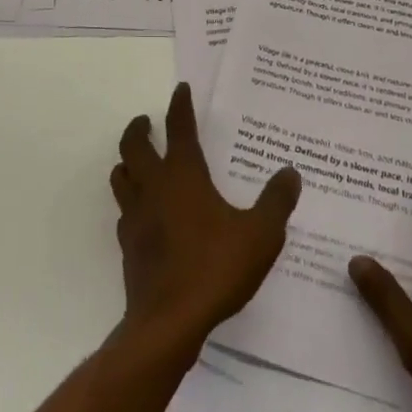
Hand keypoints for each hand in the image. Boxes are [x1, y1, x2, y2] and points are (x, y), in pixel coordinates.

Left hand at [109, 82, 301, 349]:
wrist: (168, 322)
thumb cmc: (215, 269)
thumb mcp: (260, 235)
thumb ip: (276, 202)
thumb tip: (290, 172)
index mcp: (183, 174)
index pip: (178, 127)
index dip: (179, 105)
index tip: (181, 89)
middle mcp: (154, 186)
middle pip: (134, 145)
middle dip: (140, 128)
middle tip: (147, 121)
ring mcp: (135, 216)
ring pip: (121, 175)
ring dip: (127, 161)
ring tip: (138, 160)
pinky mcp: (128, 245)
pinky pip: (124, 211)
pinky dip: (130, 201)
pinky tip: (143, 212)